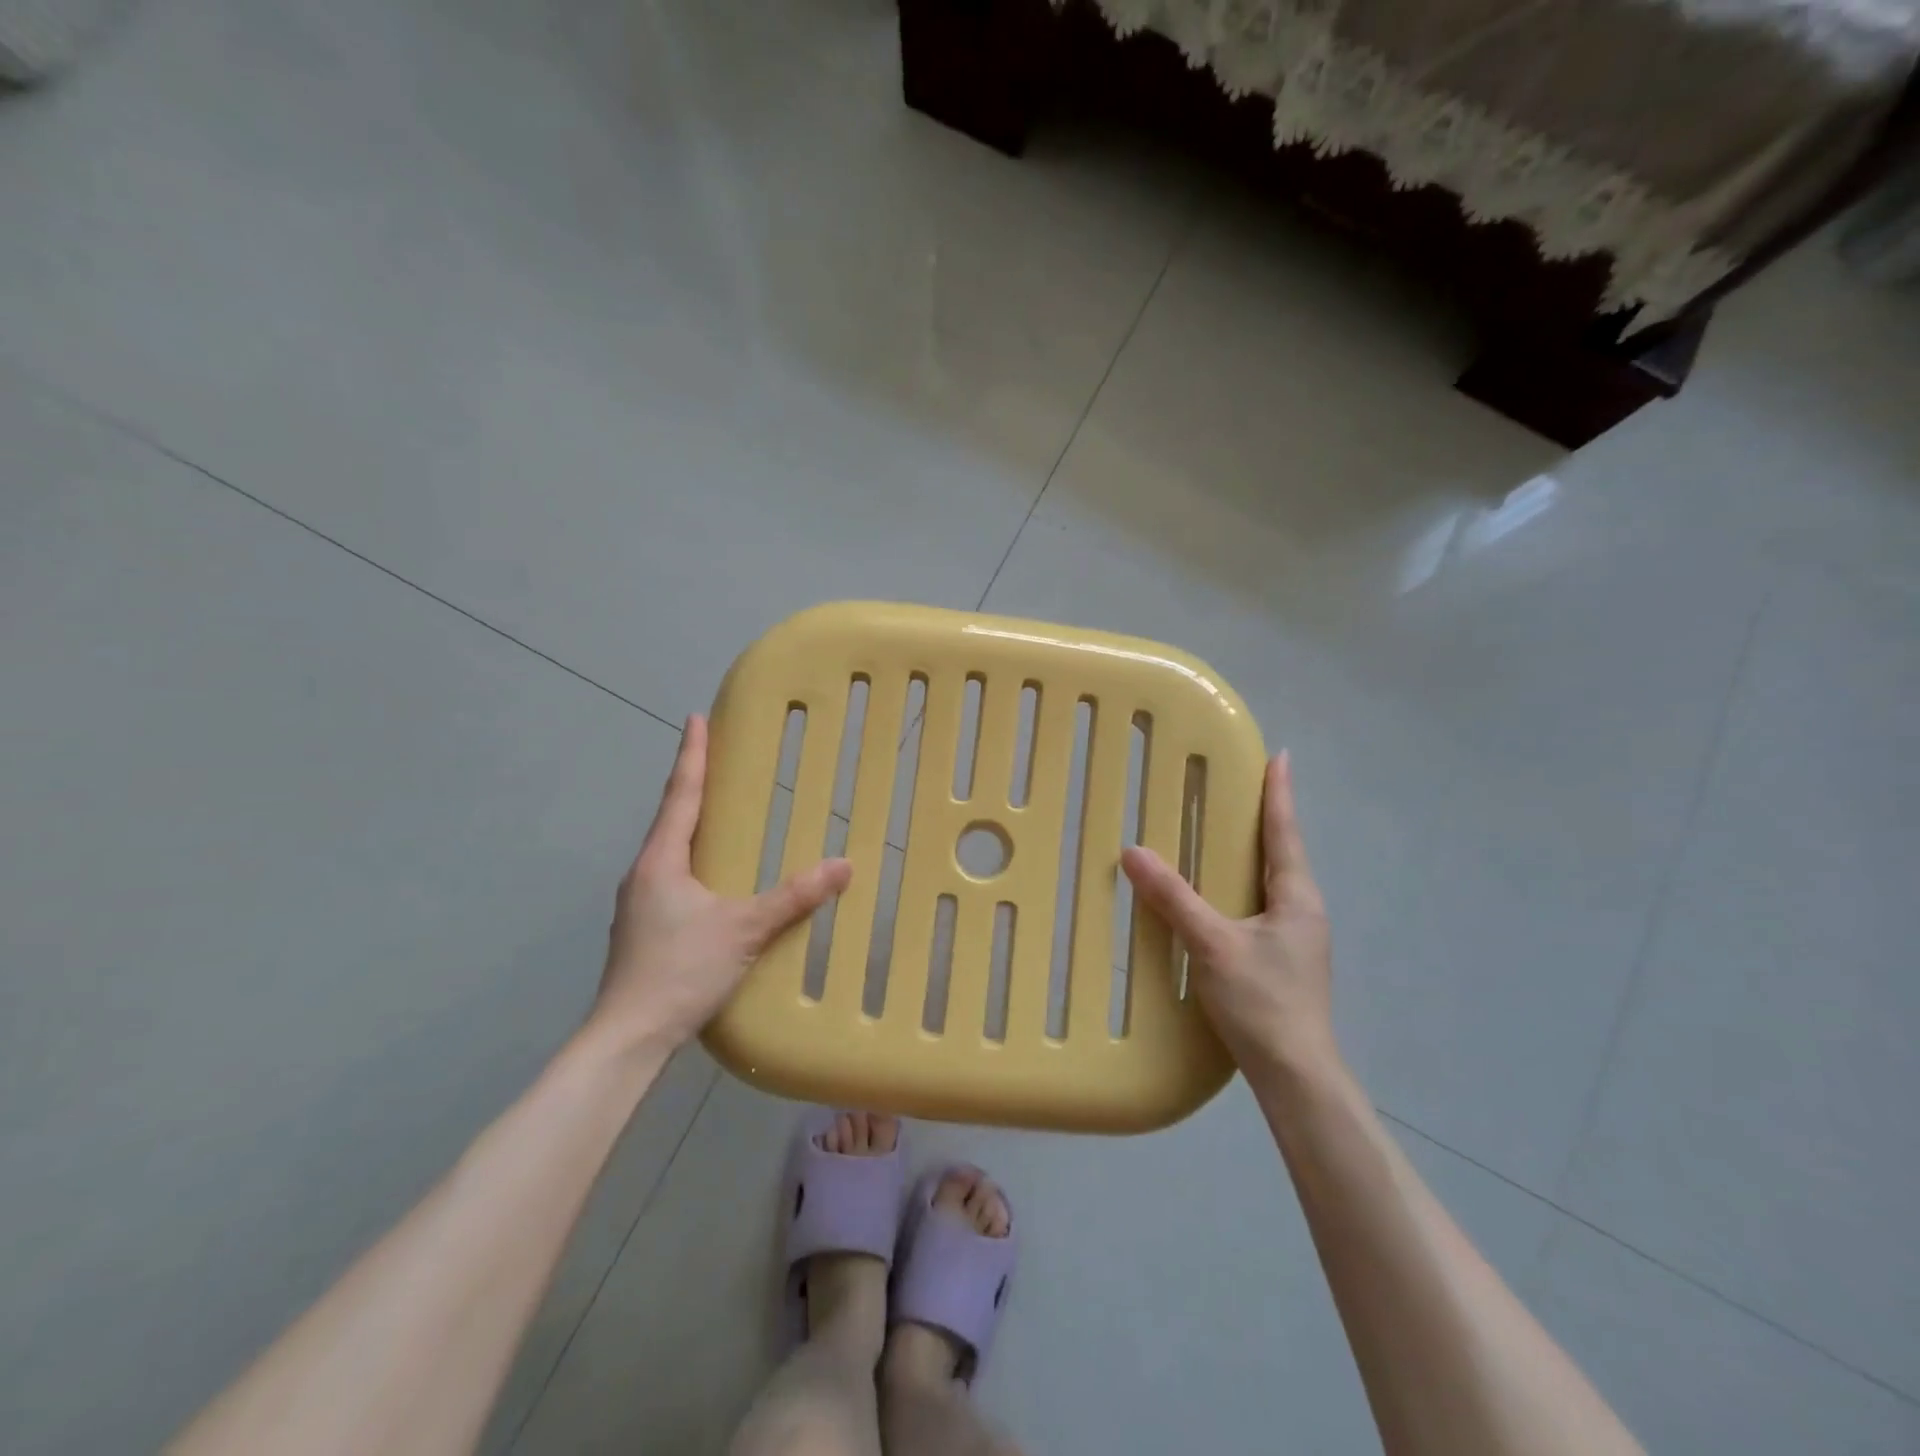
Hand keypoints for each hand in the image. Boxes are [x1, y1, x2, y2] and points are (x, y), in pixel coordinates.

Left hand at [590, 715, 852, 1054]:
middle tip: (718, 760)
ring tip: (718, 813)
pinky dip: (693, 860)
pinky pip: (672, 877)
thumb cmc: (680, 970)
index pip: (680, 795)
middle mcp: (644, 873)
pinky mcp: (643, 928)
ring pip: (670, 851)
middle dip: (692, 786)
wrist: (628, 1037)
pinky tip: (713, 878)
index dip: (691, 755)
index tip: (695, 719)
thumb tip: (843, 866)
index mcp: (661, 860)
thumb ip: (794, 898)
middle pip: (671, 818)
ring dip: (691, 825)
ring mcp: (639, 903)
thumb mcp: (745, 930)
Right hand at [1121, 751, 1335, 1075]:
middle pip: (1281, 853)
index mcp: (1296, 898)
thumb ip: (1173, 898)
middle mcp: (1302, 911)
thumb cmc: (1262, 1002)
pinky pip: (1258, 908)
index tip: (1279, 757)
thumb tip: (1133, 851)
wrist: (1295, 1074)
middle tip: (1236, 788)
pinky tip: (1217, 898)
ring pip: (1269, 883)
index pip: (1285, 833)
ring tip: (1223, 835)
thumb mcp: (1212, 944)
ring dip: (1251, 855)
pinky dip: (1239, 888)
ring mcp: (1295, 939)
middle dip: (1262, 819)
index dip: (1279, 794)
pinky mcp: (1282, 961)